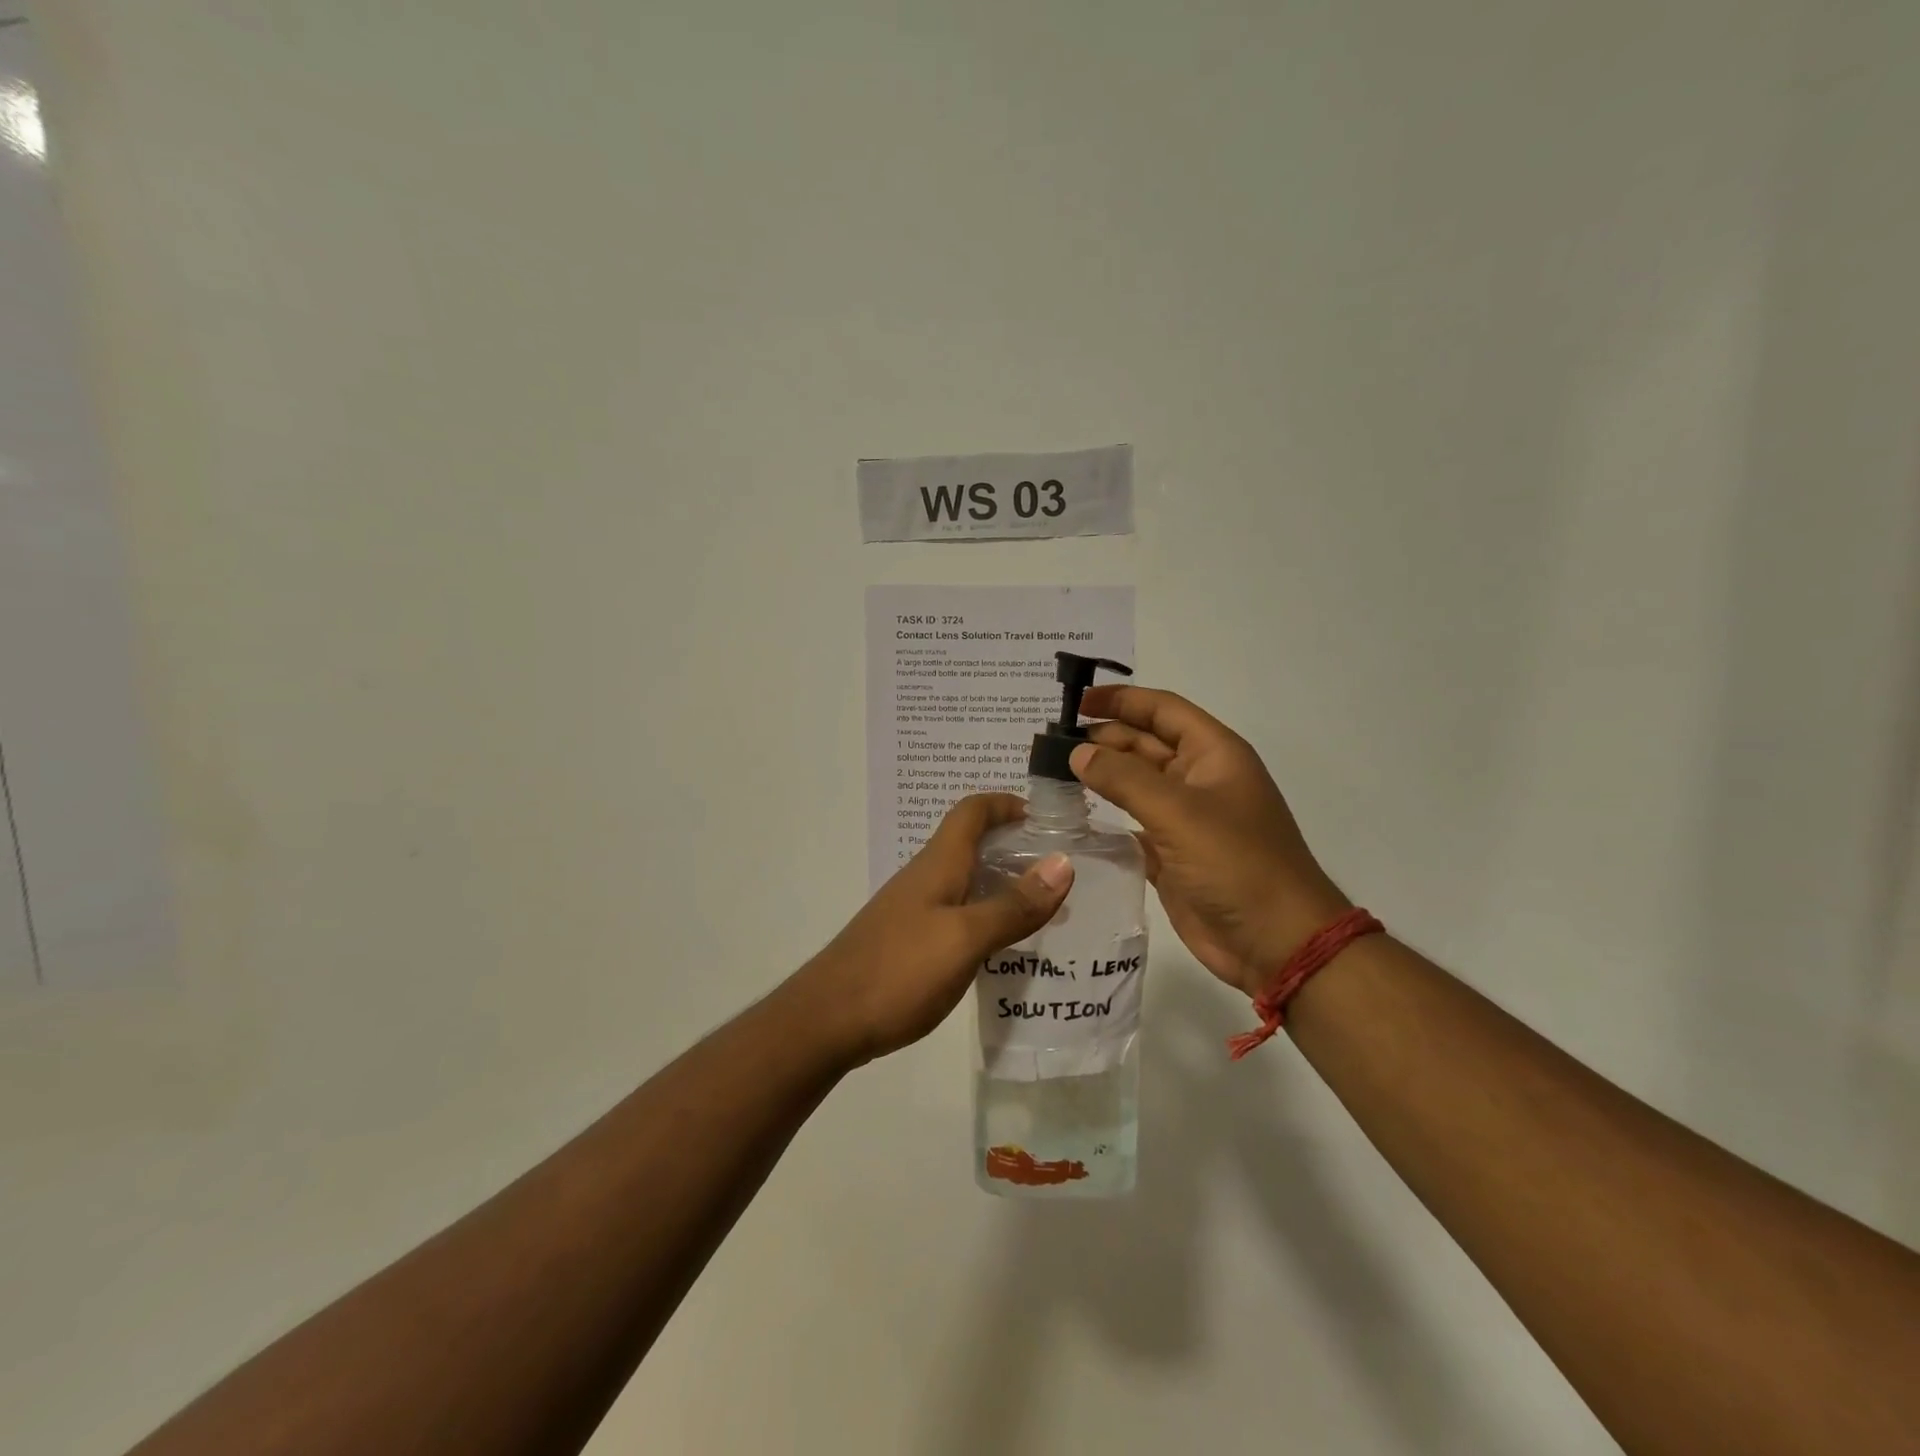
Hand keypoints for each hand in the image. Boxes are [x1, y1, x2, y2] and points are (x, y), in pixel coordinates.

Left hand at [797, 794, 1073, 1065]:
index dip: (1007, 804)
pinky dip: (984, 918)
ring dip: (1003, 886)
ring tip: (1043, 911)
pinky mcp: (907, 943)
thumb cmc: (898, 971)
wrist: (826, 1021)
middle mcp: (924, 879)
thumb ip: (1013, 905)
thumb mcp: (965, 938)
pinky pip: (955, 915)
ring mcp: (912, 911)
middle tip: (1059, 873)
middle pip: (971, 844)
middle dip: (1015, 847)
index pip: (972, 811)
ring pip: (965, 882)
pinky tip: (1002, 948)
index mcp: (938, 865)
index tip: (1047, 819)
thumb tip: (1063, 863)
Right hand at [1071, 685, 1348, 998]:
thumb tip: (1078, 752)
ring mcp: (1185, 819)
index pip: (1162, 710)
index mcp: (1213, 754)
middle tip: (1050, 743)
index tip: (1075, 702)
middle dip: (1103, 738)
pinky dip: (1105, 819)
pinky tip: (1073, 816)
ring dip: (1101, 777)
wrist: (1276, 943)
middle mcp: (1199, 779)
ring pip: (1135, 785)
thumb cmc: (1236, 864)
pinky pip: (1132, 825)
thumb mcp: (1179, 812)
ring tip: (1052, 773)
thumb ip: (1124, 778)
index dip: (1120, 700)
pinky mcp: (1172, 855)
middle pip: (1144, 744)